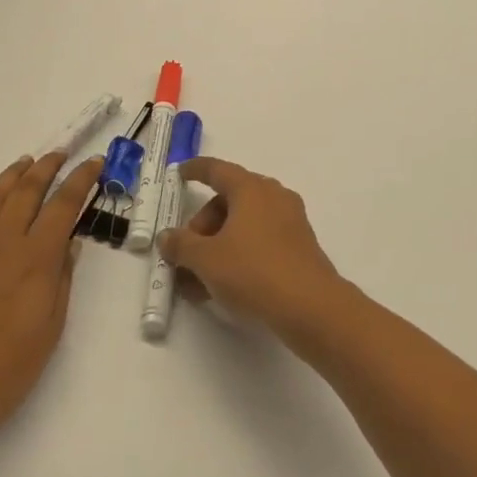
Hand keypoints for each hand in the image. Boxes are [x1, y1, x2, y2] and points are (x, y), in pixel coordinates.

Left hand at [0, 151, 102, 463]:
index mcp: (35, 258)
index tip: (95, 161)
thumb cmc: (4, 372)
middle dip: (46, 166)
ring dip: (9, 177)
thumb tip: (69, 244)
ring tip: (22, 163)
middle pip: (27, 191)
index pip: (64, 204)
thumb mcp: (51, 330)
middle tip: (60, 153)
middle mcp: (1, 244)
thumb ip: (62, 281)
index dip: (81, 179)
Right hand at [160, 157, 347, 339]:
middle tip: (185, 254)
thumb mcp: (207, 260)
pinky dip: (239, 253)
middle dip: (203, 225)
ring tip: (198, 280)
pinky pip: (260, 239)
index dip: (196, 170)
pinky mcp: (299, 245)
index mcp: (251, 188)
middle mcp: (273, 196)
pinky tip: (223, 285)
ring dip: (218, 244)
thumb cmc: (253, 271)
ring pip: (244, 223)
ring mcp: (290, 220)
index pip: (217, 170)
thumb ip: (182, 245)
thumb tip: (167, 236)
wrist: (310, 305)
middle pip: (229, 200)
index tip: (180, 172)